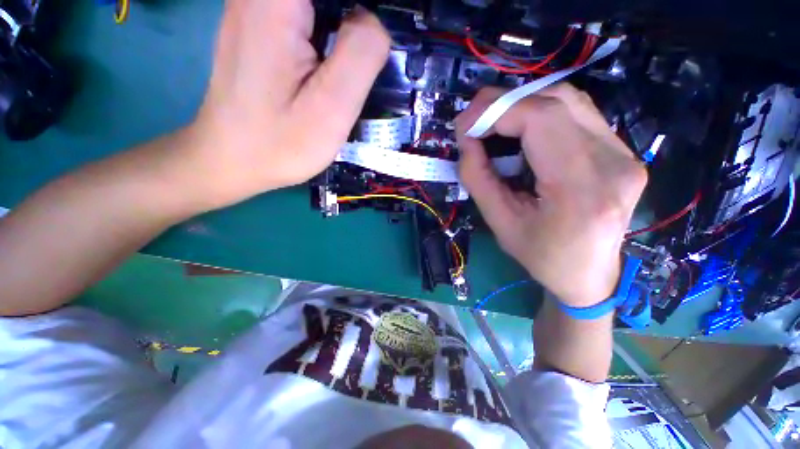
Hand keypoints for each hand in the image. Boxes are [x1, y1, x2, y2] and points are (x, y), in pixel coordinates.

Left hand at [185, 0, 389, 208]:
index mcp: (277, 1)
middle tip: (361, 65)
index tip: (369, 49)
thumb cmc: (280, 142)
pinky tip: (326, 66)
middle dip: (355, 19)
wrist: (232, 160)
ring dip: (342, 27)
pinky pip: (302, 15)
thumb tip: (374, 22)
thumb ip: (361, 55)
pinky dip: (325, 32)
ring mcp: (254, 6)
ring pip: (318, 6)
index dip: (364, 11)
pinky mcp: (257, 25)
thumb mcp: (332, 108)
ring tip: (344, 72)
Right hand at [456, 85, 646, 306]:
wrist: (588, 274)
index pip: (541, 120)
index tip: (466, 125)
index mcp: (581, 188)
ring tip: (494, 124)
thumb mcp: (499, 223)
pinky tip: (522, 131)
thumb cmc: (541, 257)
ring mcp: (624, 153)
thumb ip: (478, 178)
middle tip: (475, 120)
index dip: (497, 111)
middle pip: (557, 101)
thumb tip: (467, 140)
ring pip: (569, 101)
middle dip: (506, 103)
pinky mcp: (622, 152)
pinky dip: (542, 114)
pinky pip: (578, 115)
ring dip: (524, 105)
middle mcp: (613, 161)